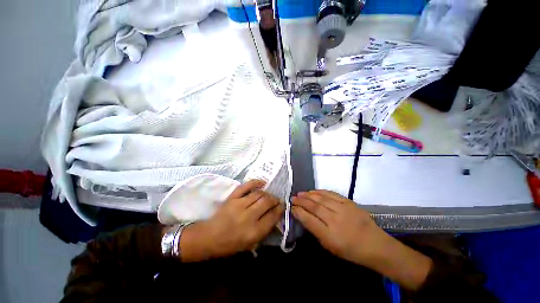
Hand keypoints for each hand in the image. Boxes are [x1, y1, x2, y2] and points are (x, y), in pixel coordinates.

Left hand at [180, 180, 283, 261]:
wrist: (210, 237)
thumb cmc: (230, 244)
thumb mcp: (251, 244)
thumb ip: (264, 230)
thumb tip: (274, 216)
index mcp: (254, 231)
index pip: (273, 216)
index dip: (280, 209)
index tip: (282, 206)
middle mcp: (249, 216)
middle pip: (267, 202)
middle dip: (275, 200)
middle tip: (276, 200)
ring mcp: (240, 205)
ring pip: (259, 194)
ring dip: (267, 193)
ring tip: (268, 195)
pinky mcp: (233, 198)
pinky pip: (246, 186)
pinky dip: (255, 182)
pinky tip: (262, 183)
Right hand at [292, 190, 388, 264]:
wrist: (375, 245)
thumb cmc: (350, 250)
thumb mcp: (330, 246)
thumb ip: (316, 231)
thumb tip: (304, 217)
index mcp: (329, 235)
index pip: (308, 219)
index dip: (298, 212)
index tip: (291, 207)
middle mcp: (335, 220)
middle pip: (313, 206)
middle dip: (301, 201)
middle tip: (292, 198)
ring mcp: (343, 209)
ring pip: (321, 198)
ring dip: (308, 194)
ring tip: (300, 193)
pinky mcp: (349, 202)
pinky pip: (331, 194)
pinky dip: (320, 191)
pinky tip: (313, 191)